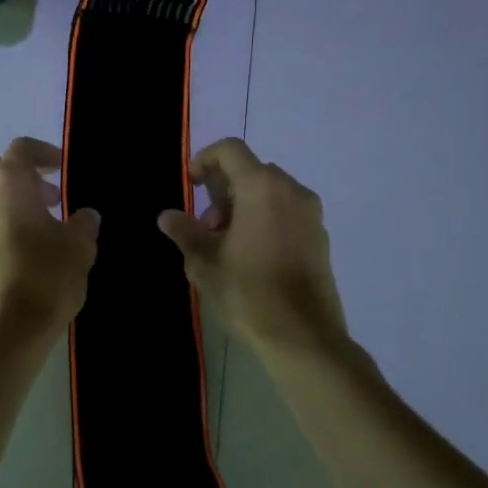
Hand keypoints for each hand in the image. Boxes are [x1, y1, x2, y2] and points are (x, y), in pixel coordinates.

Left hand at [0, 137, 100, 349]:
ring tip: (41, 228)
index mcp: (6, 182)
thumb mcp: (79, 249)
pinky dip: (0, 226)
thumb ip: (83, 225)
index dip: (45, 153)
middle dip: (25, 178)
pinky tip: (23, 253)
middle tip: (53, 199)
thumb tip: (84, 216)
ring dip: (11, 203)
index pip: (22, 149)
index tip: (63, 168)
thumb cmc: (43, 279)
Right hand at [158, 139, 348, 356]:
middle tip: (207, 228)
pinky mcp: (320, 237)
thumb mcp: (204, 263)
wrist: (303, 337)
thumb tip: (167, 216)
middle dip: (223, 192)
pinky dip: (265, 219)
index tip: (192, 186)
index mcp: (262, 188)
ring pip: (270, 193)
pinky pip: (287, 212)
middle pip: (251, 171)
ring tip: (226, 246)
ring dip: (243, 206)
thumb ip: (185, 232)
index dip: (205, 159)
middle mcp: (292, 191)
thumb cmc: (248, 293)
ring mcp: (311, 214)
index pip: (231, 150)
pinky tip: (252, 256)